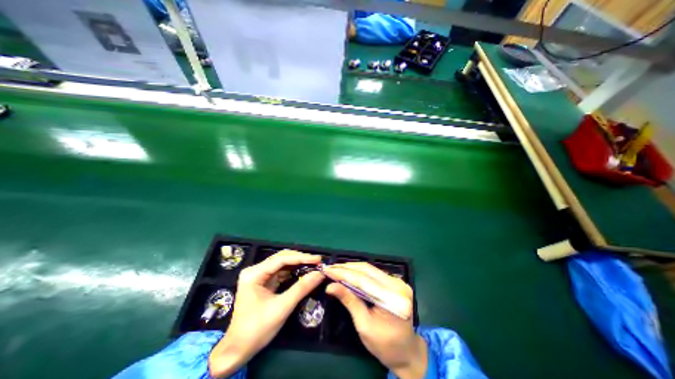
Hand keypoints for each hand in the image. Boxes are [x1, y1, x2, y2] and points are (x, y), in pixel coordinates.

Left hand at [208, 251, 324, 377]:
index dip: (301, 257)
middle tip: (318, 262)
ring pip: (283, 263)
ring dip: (298, 264)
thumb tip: (320, 274)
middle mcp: (255, 270)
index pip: (282, 259)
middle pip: (282, 258)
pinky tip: (304, 271)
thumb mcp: (282, 307)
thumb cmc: (257, 329)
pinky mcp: (264, 281)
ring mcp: (259, 275)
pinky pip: (281, 272)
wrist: (238, 350)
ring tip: (314, 265)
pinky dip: (294, 271)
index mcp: (254, 274)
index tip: (318, 259)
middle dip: (300, 259)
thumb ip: (302, 288)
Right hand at [322, 264, 426, 378]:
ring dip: (352, 268)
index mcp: (393, 299)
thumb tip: (331, 286)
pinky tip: (349, 273)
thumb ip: (349, 301)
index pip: (364, 280)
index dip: (344, 273)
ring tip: (336, 269)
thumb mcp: (364, 325)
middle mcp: (398, 285)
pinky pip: (374, 273)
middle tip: (330, 268)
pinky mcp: (395, 282)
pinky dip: (360, 272)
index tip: (328, 270)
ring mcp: (398, 282)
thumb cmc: (385, 345)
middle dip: (347, 268)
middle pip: (368, 270)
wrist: (407, 352)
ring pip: (370, 269)